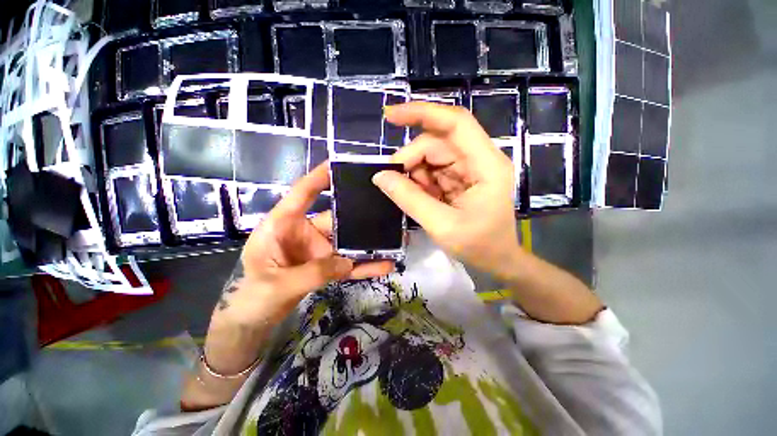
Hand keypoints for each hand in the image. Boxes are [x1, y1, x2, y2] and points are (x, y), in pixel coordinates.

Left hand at [202, 163, 392, 378]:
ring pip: (347, 243)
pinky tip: (385, 265)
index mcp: (283, 225)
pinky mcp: (327, 266)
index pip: (302, 194)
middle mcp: (305, 232)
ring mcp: (319, 250)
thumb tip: (348, 263)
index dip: (319, 178)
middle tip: (385, 208)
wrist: (254, 320)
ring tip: (394, 239)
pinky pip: (349, 263)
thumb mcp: (279, 284)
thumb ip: (313, 272)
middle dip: (359, 216)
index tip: (339, 164)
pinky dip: (365, 265)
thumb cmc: (253, 296)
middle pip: (336, 219)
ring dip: (368, 243)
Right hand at [373, 102, 520, 279]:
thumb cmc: (479, 246)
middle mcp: (479, 159)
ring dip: (414, 173)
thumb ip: (410, 199)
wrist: (497, 259)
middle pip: (437, 142)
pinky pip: (432, 170)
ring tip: (411, 196)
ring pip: (432, 156)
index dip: (423, 113)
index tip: (391, 117)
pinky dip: (420, 182)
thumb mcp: (441, 225)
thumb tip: (380, 176)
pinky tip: (420, 197)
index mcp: (486, 165)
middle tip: (393, 181)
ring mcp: (469, 168)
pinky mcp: (459, 178)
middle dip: (411, 159)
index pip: (455, 123)